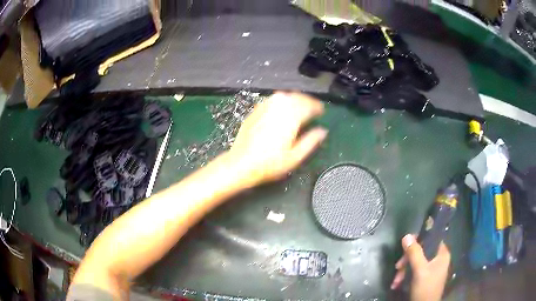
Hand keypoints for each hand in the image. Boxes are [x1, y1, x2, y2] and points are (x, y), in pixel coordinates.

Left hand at [230, 92, 327, 185]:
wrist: (241, 163)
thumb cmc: (270, 164)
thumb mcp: (295, 157)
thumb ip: (311, 142)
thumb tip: (322, 131)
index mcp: (291, 118)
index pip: (308, 106)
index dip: (317, 107)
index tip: (322, 111)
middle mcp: (278, 108)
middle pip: (297, 97)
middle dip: (307, 101)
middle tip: (313, 108)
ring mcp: (265, 107)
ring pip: (285, 95)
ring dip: (295, 99)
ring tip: (300, 106)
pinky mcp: (256, 110)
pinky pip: (273, 99)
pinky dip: (282, 100)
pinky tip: (282, 108)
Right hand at [391, 234, 450, 300]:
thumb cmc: (425, 288)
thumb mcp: (419, 270)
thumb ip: (414, 253)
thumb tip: (407, 236)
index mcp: (441, 254)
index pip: (431, 238)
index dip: (419, 239)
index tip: (406, 246)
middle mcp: (438, 259)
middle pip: (421, 251)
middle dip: (407, 260)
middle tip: (398, 267)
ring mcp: (431, 269)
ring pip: (415, 262)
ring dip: (404, 270)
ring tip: (396, 280)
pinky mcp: (424, 278)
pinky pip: (413, 271)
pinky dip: (405, 276)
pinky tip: (397, 284)